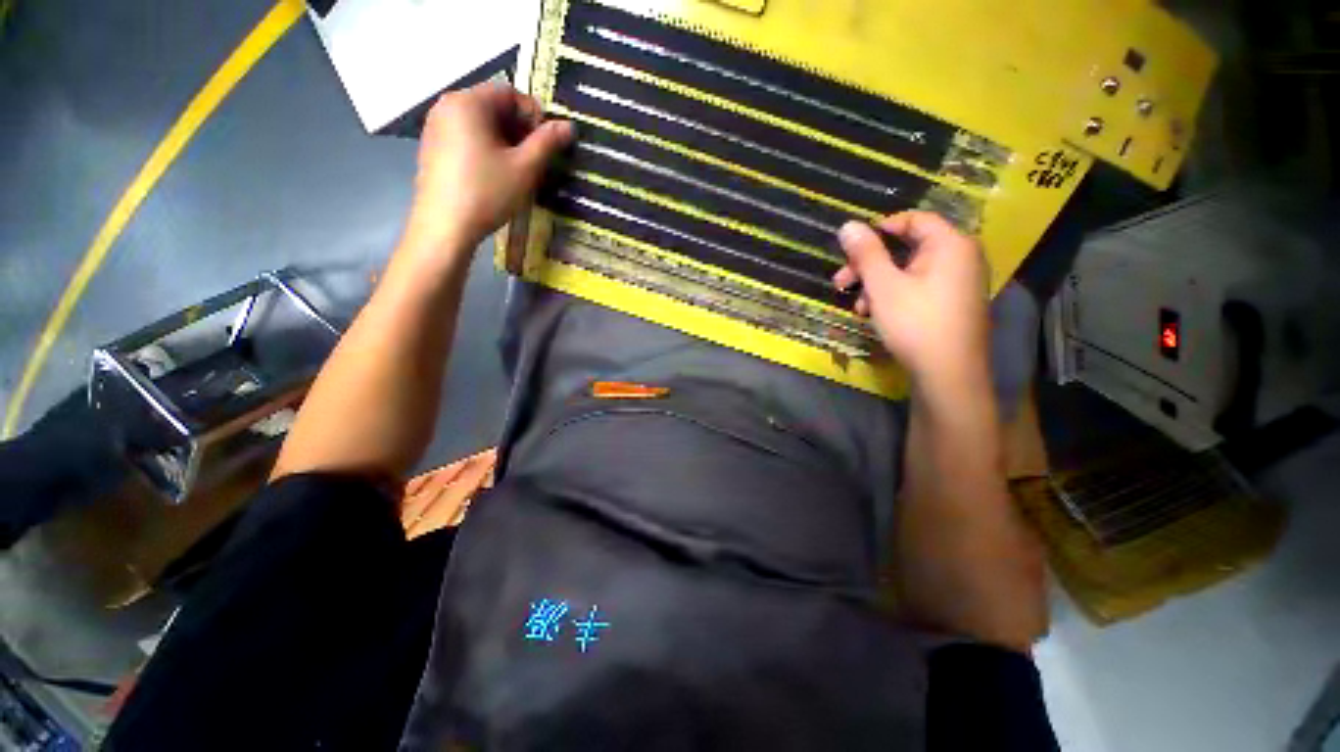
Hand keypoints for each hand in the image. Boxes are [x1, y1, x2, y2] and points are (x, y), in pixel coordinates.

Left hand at [400, 81, 574, 268]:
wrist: (445, 226)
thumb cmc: (487, 193)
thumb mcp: (524, 168)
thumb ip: (547, 143)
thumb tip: (569, 126)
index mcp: (468, 102)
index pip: (510, 93)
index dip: (534, 116)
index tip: (546, 146)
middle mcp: (447, 105)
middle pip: (493, 106)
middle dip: (519, 129)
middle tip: (534, 160)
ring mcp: (435, 126)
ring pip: (480, 123)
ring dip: (504, 141)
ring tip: (516, 170)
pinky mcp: (432, 147)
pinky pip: (465, 137)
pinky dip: (485, 148)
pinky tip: (493, 175)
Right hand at [833, 212, 989, 389]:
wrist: (948, 374)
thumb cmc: (915, 322)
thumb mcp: (883, 286)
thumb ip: (866, 253)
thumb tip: (848, 225)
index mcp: (950, 244)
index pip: (913, 219)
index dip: (879, 229)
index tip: (851, 248)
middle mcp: (960, 257)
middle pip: (907, 248)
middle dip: (869, 265)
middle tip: (841, 282)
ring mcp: (959, 283)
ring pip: (909, 272)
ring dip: (876, 285)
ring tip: (857, 307)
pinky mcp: (952, 304)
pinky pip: (919, 288)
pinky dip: (894, 296)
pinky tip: (874, 315)